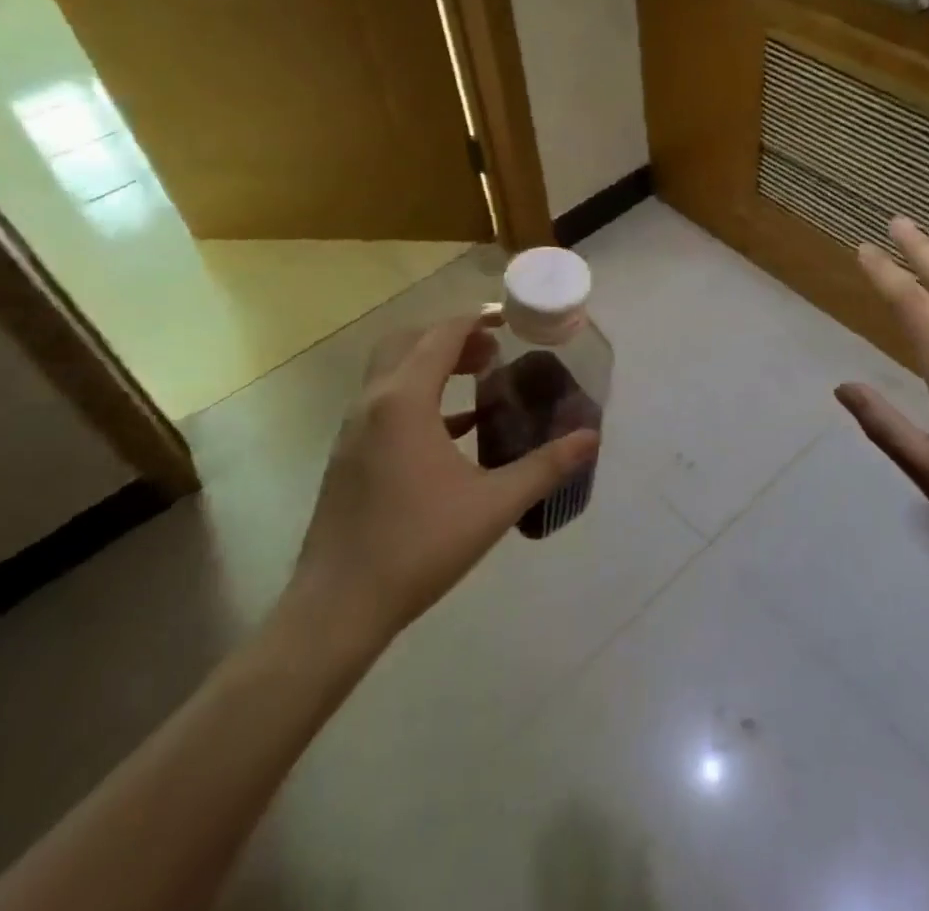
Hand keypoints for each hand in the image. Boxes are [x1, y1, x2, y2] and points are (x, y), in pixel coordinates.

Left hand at [279, 313, 600, 656]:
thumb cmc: (418, 546)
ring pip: (392, 372)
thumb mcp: (493, 505)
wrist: (336, 608)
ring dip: (432, 365)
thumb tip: (591, 437)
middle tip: (493, 350)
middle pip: (408, 342)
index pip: (441, 335)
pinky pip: (385, 405)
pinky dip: (418, 398)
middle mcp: (373, 402)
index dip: (477, 320)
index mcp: (404, 400)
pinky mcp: (347, 457)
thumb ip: (546, 466)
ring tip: (478, 378)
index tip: (510, 321)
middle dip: (451, 337)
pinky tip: (453, 429)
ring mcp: (353, 430)